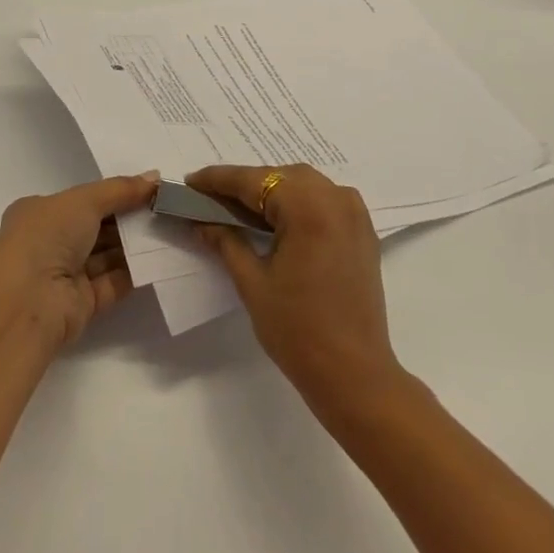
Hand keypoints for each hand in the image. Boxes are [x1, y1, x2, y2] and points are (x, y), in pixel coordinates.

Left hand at [0, 172, 158, 348]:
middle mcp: (49, 244)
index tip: (148, 190)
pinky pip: (113, 282)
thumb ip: (121, 190)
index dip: (114, 194)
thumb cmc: (46, 237)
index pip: (82, 200)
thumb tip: (155, 178)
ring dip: (136, 245)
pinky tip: (162, 257)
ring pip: (107, 255)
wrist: (26, 303)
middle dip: (129, 219)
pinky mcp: (82, 305)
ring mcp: (65, 276)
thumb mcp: (84, 200)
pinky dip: (135, 271)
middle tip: (166, 208)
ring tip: (171, 229)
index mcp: (40, 213)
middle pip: (97, 227)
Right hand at [186, 164, 402, 415]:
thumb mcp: (253, 283)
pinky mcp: (363, 229)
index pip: (254, 181)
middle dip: (245, 185)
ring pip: (303, 184)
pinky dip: (298, 202)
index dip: (219, 179)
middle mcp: (336, 197)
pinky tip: (276, 220)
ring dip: (272, 191)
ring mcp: (354, 211)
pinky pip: (324, 199)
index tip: (190, 180)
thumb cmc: (298, 331)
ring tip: (239, 209)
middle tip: (211, 198)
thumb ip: (226, 241)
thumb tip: (201, 220)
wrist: (355, 376)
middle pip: (280, 176)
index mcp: (309, 206)